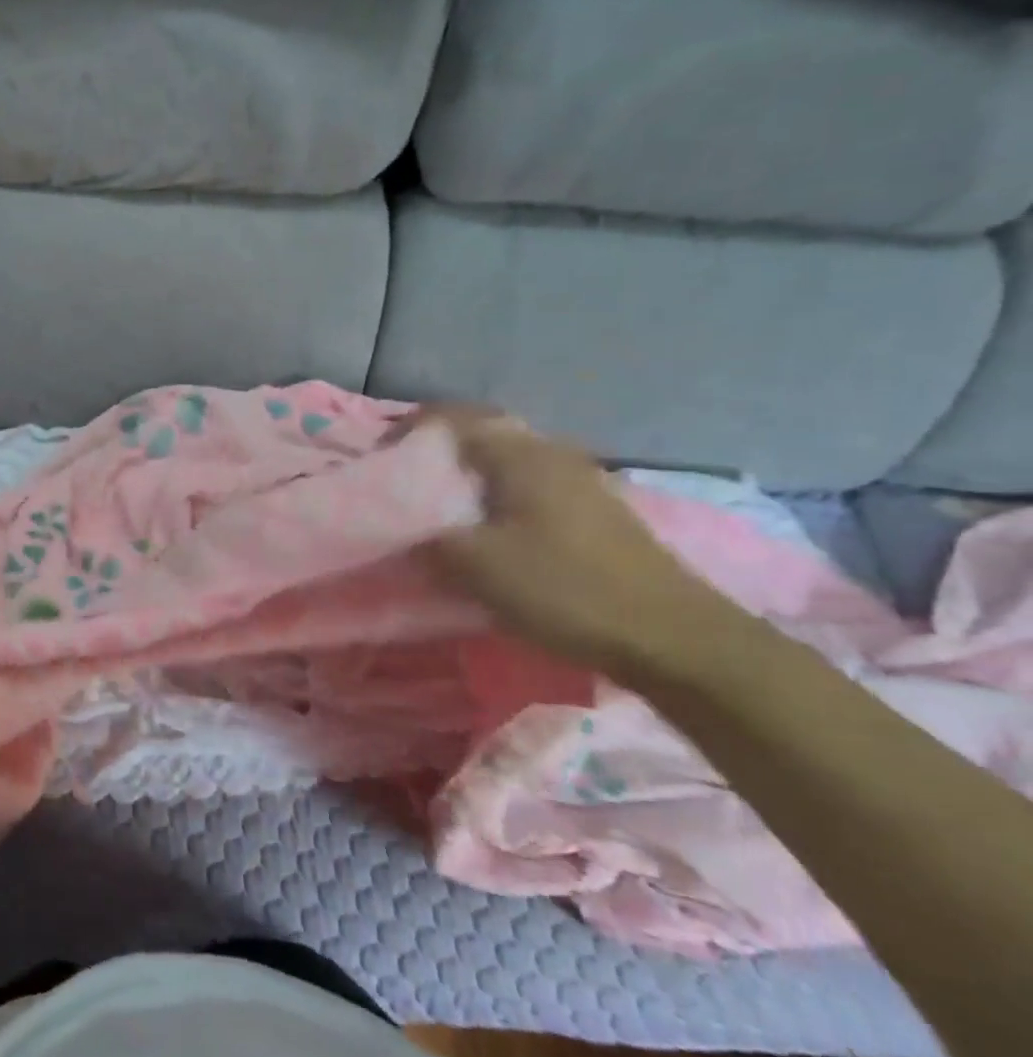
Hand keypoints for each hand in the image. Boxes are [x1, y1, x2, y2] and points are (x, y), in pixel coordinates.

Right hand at [422, 411, 767, 684]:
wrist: (675, 638)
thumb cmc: (566, 590)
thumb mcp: (477, 566)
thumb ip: (429, 538)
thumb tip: (406, 526)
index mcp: (520, 455)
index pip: (454, 418)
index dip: (411, 428)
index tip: (381, 454)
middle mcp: (552, 454)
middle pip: (484, 433)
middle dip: (440, 449)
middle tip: (406, 477)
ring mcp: (581, 481)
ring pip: (508, 461)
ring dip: (470, 473)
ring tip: (440, 503)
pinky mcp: (595, 511)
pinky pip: (530, 485)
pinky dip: (497, 495)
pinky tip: (490, 527)